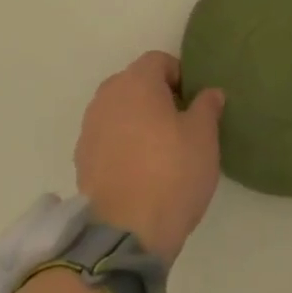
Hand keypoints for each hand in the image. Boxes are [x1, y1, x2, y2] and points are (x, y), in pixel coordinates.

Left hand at [75, 51, 224, 263]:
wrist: (125, 232)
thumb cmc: (171, 173)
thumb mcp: (204, 137)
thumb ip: (207, 106)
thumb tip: (209, 92)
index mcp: (136, 82)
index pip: (159, 61)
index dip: (180, 76)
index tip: (194, 103)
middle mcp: (107, 96)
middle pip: (135, 83)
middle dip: (157, 97)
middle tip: (181, 125)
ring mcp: (90, 128)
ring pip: (119, 111)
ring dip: (138, 121)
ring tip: (160, 151)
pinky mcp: (81, 159)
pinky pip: (107, 138)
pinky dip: (122, 145)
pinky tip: (140, 172)